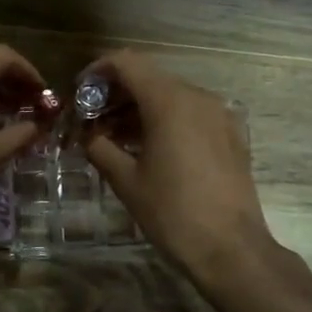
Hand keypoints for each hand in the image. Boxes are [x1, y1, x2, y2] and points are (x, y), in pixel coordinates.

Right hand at [79, 49, 272, 273]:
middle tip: (92, 119)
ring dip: (139, 107)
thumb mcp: (126, 181)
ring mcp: (218, 114)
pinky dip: (164, 119)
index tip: (80, 93)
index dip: (98, 71)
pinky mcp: (230, 134)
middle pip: (149, 76)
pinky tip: (148, 148)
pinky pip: (190, 113)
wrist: (231, 248)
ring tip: (114, 137)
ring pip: (170, 95)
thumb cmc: (172, 212)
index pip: (127, 63)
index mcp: (169, 102)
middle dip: (116, 93)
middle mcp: (197, 97)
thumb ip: (100, 148)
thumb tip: (87, 135)